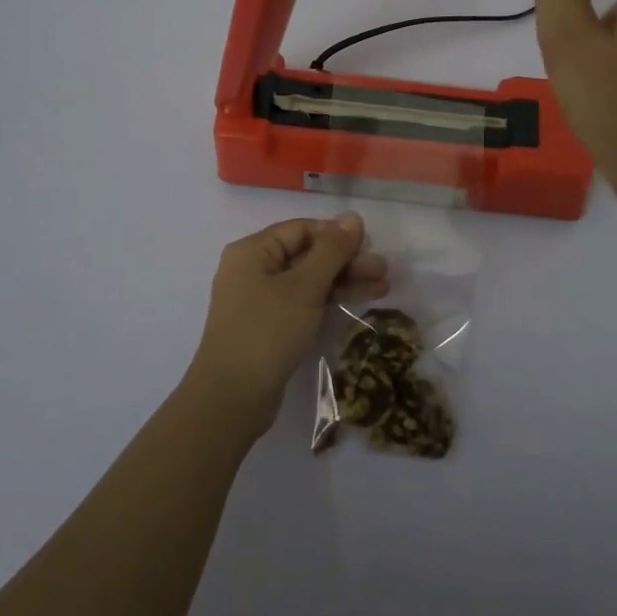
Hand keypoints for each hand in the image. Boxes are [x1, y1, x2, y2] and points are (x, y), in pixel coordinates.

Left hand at [183, 214, 387, 441]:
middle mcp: (253, 269)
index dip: (336, 234)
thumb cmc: (267, 331)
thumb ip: (331, 250)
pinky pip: (303, 302)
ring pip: (308, 281)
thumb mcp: (304, 287)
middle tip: (384, 270)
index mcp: (252, 251)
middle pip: (306, 255)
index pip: (301, 229)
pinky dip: (329, 300)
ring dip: (344, 281)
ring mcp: (260, 299)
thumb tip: (352, 217)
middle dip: (346, 261)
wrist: (232, 398)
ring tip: (383, 287)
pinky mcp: (269, 326)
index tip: (370, 244)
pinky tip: (359, 301)